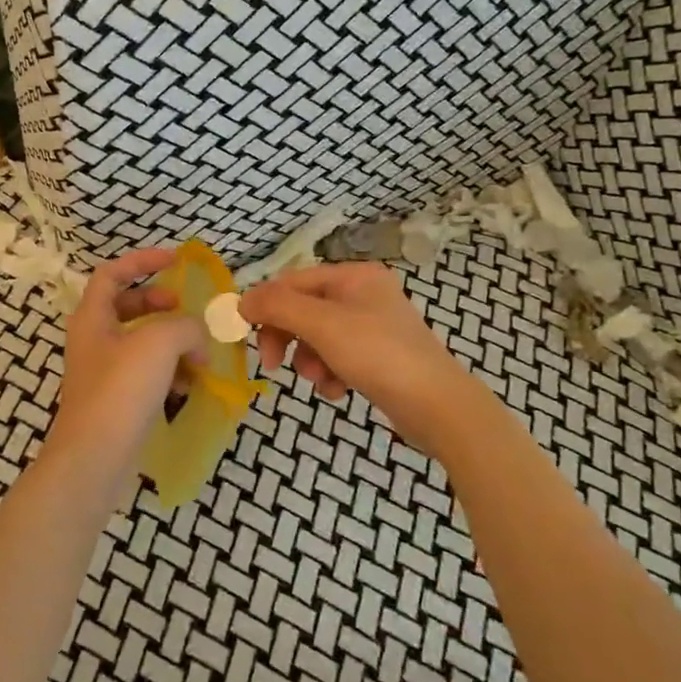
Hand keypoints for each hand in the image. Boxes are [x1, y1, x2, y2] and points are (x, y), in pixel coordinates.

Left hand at [43, 249, 206, 480]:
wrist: (95, 459)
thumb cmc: (121, 390)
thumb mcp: (159, 342)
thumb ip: (185, 325)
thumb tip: (197, 335)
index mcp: (93, 317)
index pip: (112, 273)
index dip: (143, 260)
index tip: (176, 261)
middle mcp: (94, 340)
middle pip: (128, 306)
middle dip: (162, 304)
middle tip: (187, 310)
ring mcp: (104, 372)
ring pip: (141, 342)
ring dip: (172, 341)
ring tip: (199, 352)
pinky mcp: (117, 401)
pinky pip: (147, 374)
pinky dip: (170, 372)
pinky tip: (190, 385)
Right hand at [240, 262, 471, 446]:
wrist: (437, 406)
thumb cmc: (378, 355)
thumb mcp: (322, 325)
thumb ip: (278, 307)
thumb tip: (242, 300)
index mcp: (355, 276)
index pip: (294, 281)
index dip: (267, 305)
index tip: (245, 334)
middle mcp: (365, 294)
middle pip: (305, 310)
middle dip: (289, 337)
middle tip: (273, 364)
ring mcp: (374, 327)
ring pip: (319, 338)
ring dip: (310, 361)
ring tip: (321, 381)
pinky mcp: (380, 357)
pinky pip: (339, 358)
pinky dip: (331, 374)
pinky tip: (339, 391)